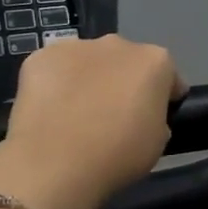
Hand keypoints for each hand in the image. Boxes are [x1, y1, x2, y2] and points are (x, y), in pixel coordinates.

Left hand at [0, 35, 184, 208]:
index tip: (155, 117)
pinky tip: (51, 110)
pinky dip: (56, 83)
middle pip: (128, 61)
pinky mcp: (39, 57)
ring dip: (90, 79)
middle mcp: (119, 45)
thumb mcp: (159, 141)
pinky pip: (55, 68)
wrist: (54, 164)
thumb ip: (156, 117)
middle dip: (124, 81)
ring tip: (77, 114)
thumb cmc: (119, 154)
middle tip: (115, 116)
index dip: (163, 98)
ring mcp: (77, 47)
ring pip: (90, 61)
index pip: (168, 76)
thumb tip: (142, 115)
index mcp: (155, 62)